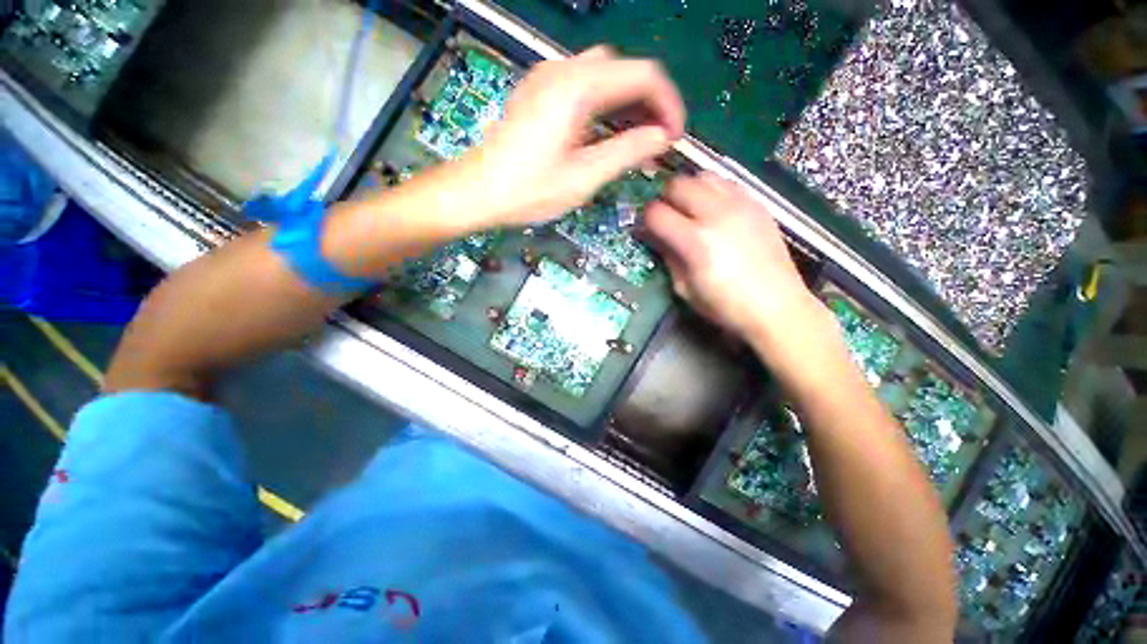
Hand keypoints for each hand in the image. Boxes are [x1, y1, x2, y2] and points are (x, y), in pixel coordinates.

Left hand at [457, 46, 684, 226]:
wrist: (478, 192)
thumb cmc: (528, 190)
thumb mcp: (583, 177)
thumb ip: (626, 152)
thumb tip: (660, 138)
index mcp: (577, 88)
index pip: (643, 75)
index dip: (667, 104)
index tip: (674, 137)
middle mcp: (563, 71)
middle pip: (625, 70)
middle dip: (649, 103)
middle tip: (658, 141)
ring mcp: (547, 79)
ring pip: (605, 76)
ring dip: (628, 104)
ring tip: (637, 140)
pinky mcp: (539, 94)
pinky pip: (583, 87)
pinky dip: (605, 105)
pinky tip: (607, 133)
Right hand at [643, 173, 825, 342]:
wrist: (777, 306)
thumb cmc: (725, 306)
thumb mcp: (685, 289)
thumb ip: (668, 257)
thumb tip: (655, 237)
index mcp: (695, 241)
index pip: (656, 213)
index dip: (645, 220)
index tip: (647, 229)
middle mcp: (716, 214)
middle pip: (678, 184)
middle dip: (665, 198)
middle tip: (666, 216)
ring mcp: (741, 205)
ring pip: (703, 175)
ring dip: (689, 189)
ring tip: (690, 209)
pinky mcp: (758, 204)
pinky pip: (727, 183)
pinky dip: (713, 190)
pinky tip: (714, 210)